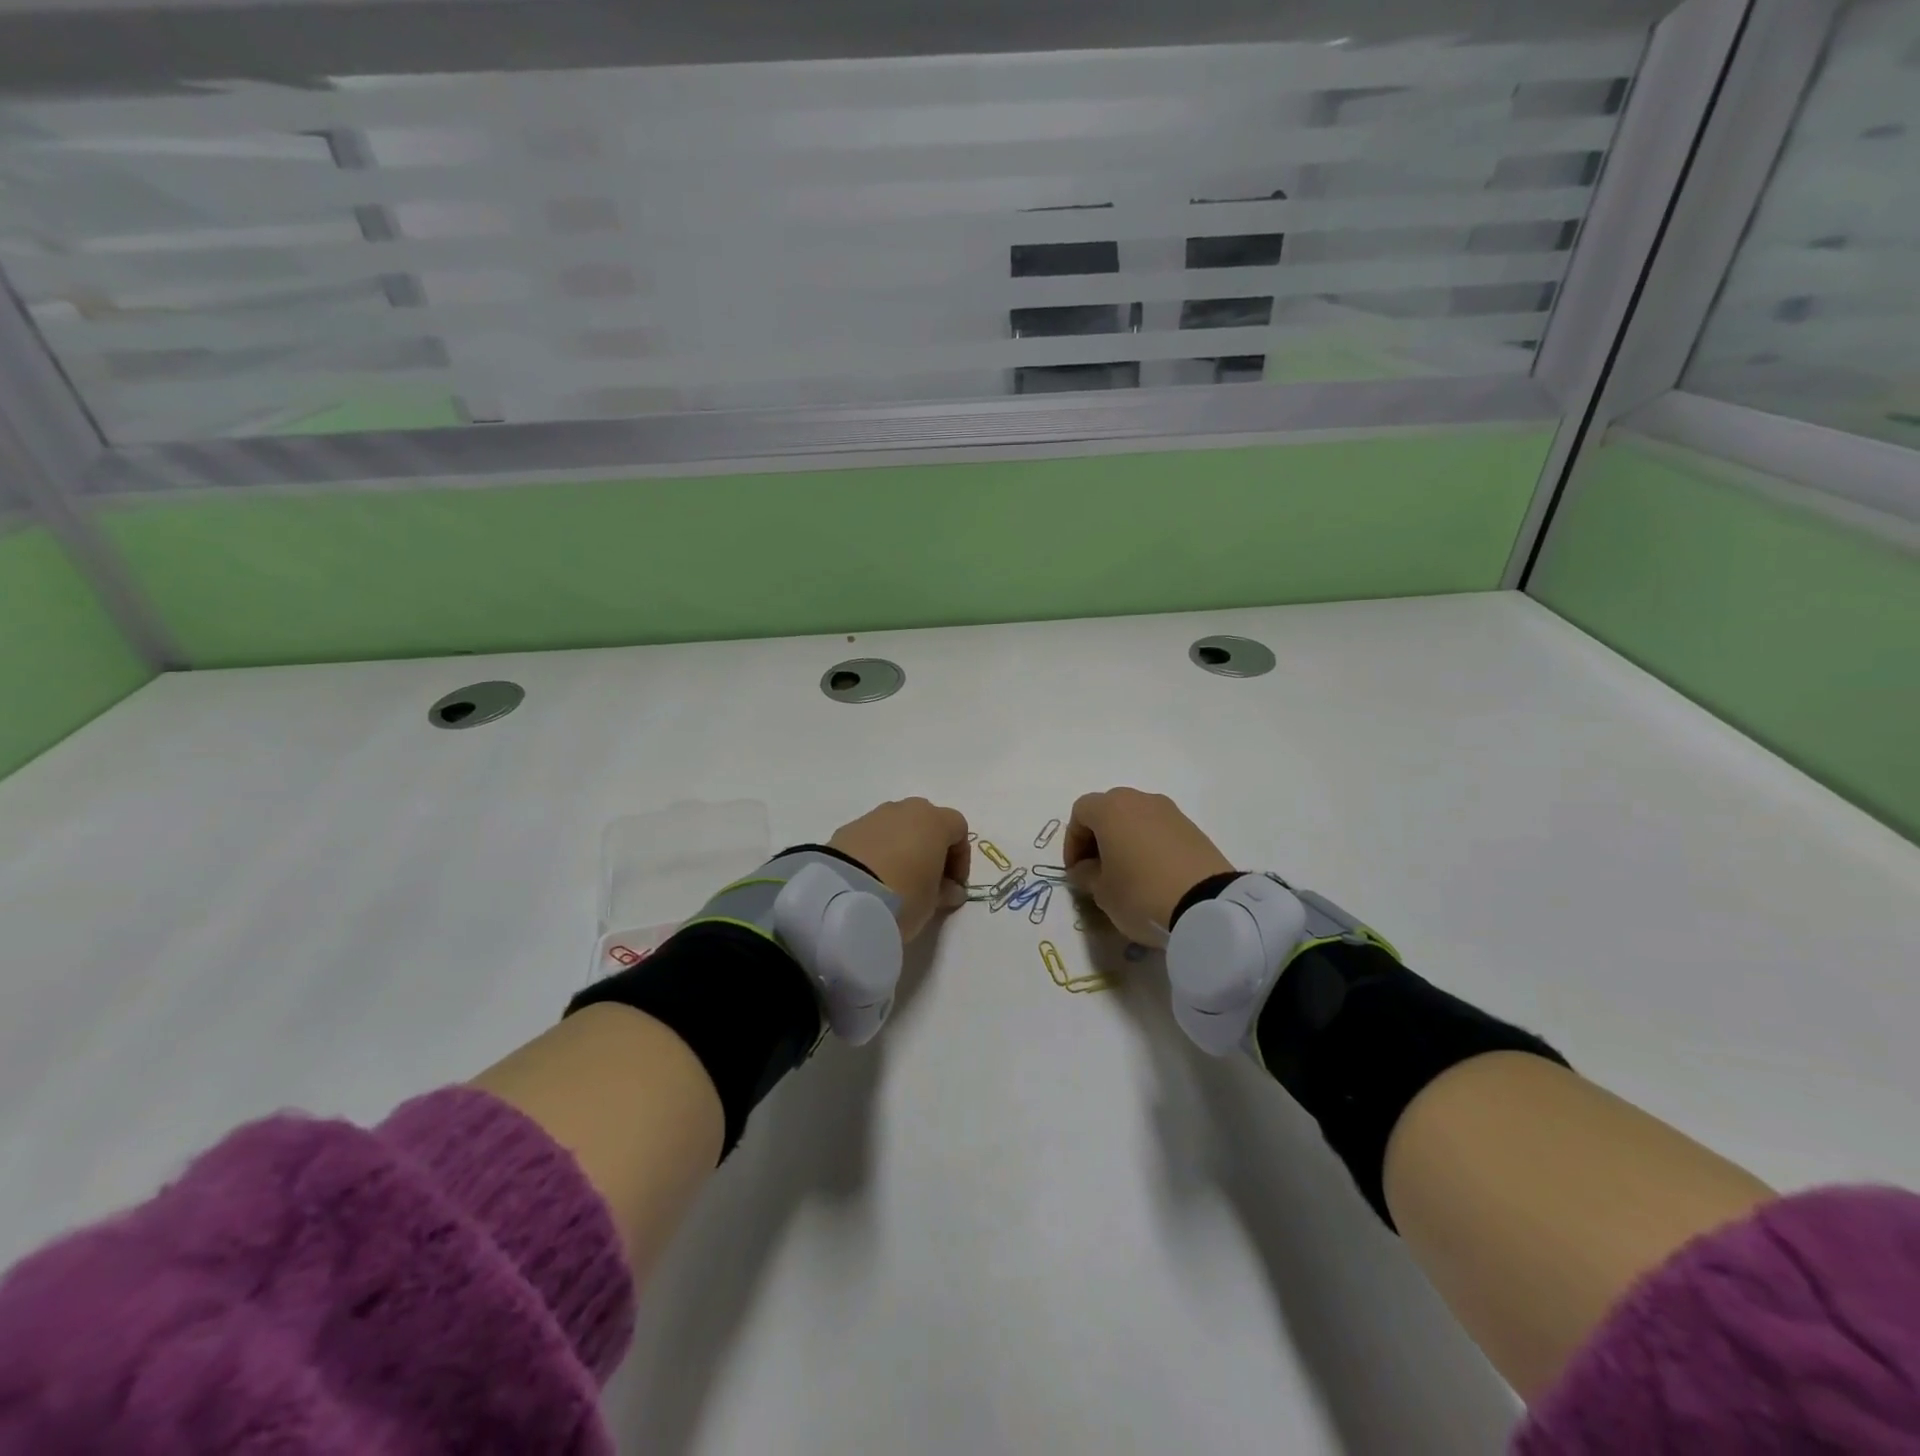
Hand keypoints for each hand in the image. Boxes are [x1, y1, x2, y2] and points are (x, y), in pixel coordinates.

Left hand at [829, 799, 970, 940]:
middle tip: (927, 880)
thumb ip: (946, 892)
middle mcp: (905, 810)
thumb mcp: (932, 902)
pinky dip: (878, 852)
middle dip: (931, 848)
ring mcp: (874, 816)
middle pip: (927, 822)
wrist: (844, 896)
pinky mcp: (847, 829)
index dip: (960, 858)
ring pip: (897, 827)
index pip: (958, 829)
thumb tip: (951, 890)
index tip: (953, 886)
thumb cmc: (904, 895)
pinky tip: (872, 879)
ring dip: (903, 848)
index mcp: (934, 821)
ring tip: (897, 881)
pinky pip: (873, 837)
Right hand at [1064, 789, 1233, 945]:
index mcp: (1111, 809)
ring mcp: (1170, 812)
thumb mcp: (1101, 892)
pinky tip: (1152, 874)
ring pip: (1136, 818)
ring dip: (1125, 839)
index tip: (1076, 870)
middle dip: (1098, 837)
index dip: (1072, 841)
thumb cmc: (1140, 893)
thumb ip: (1086, 875)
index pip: (1080, 813)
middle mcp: (1140, 800)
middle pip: (1109, 810)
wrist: (1207, 905)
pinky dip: (1149, 844)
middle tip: (1097, 868)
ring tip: (1126, 873)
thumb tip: (1086, 869)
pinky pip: (1159, 830)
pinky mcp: (1193, 828)